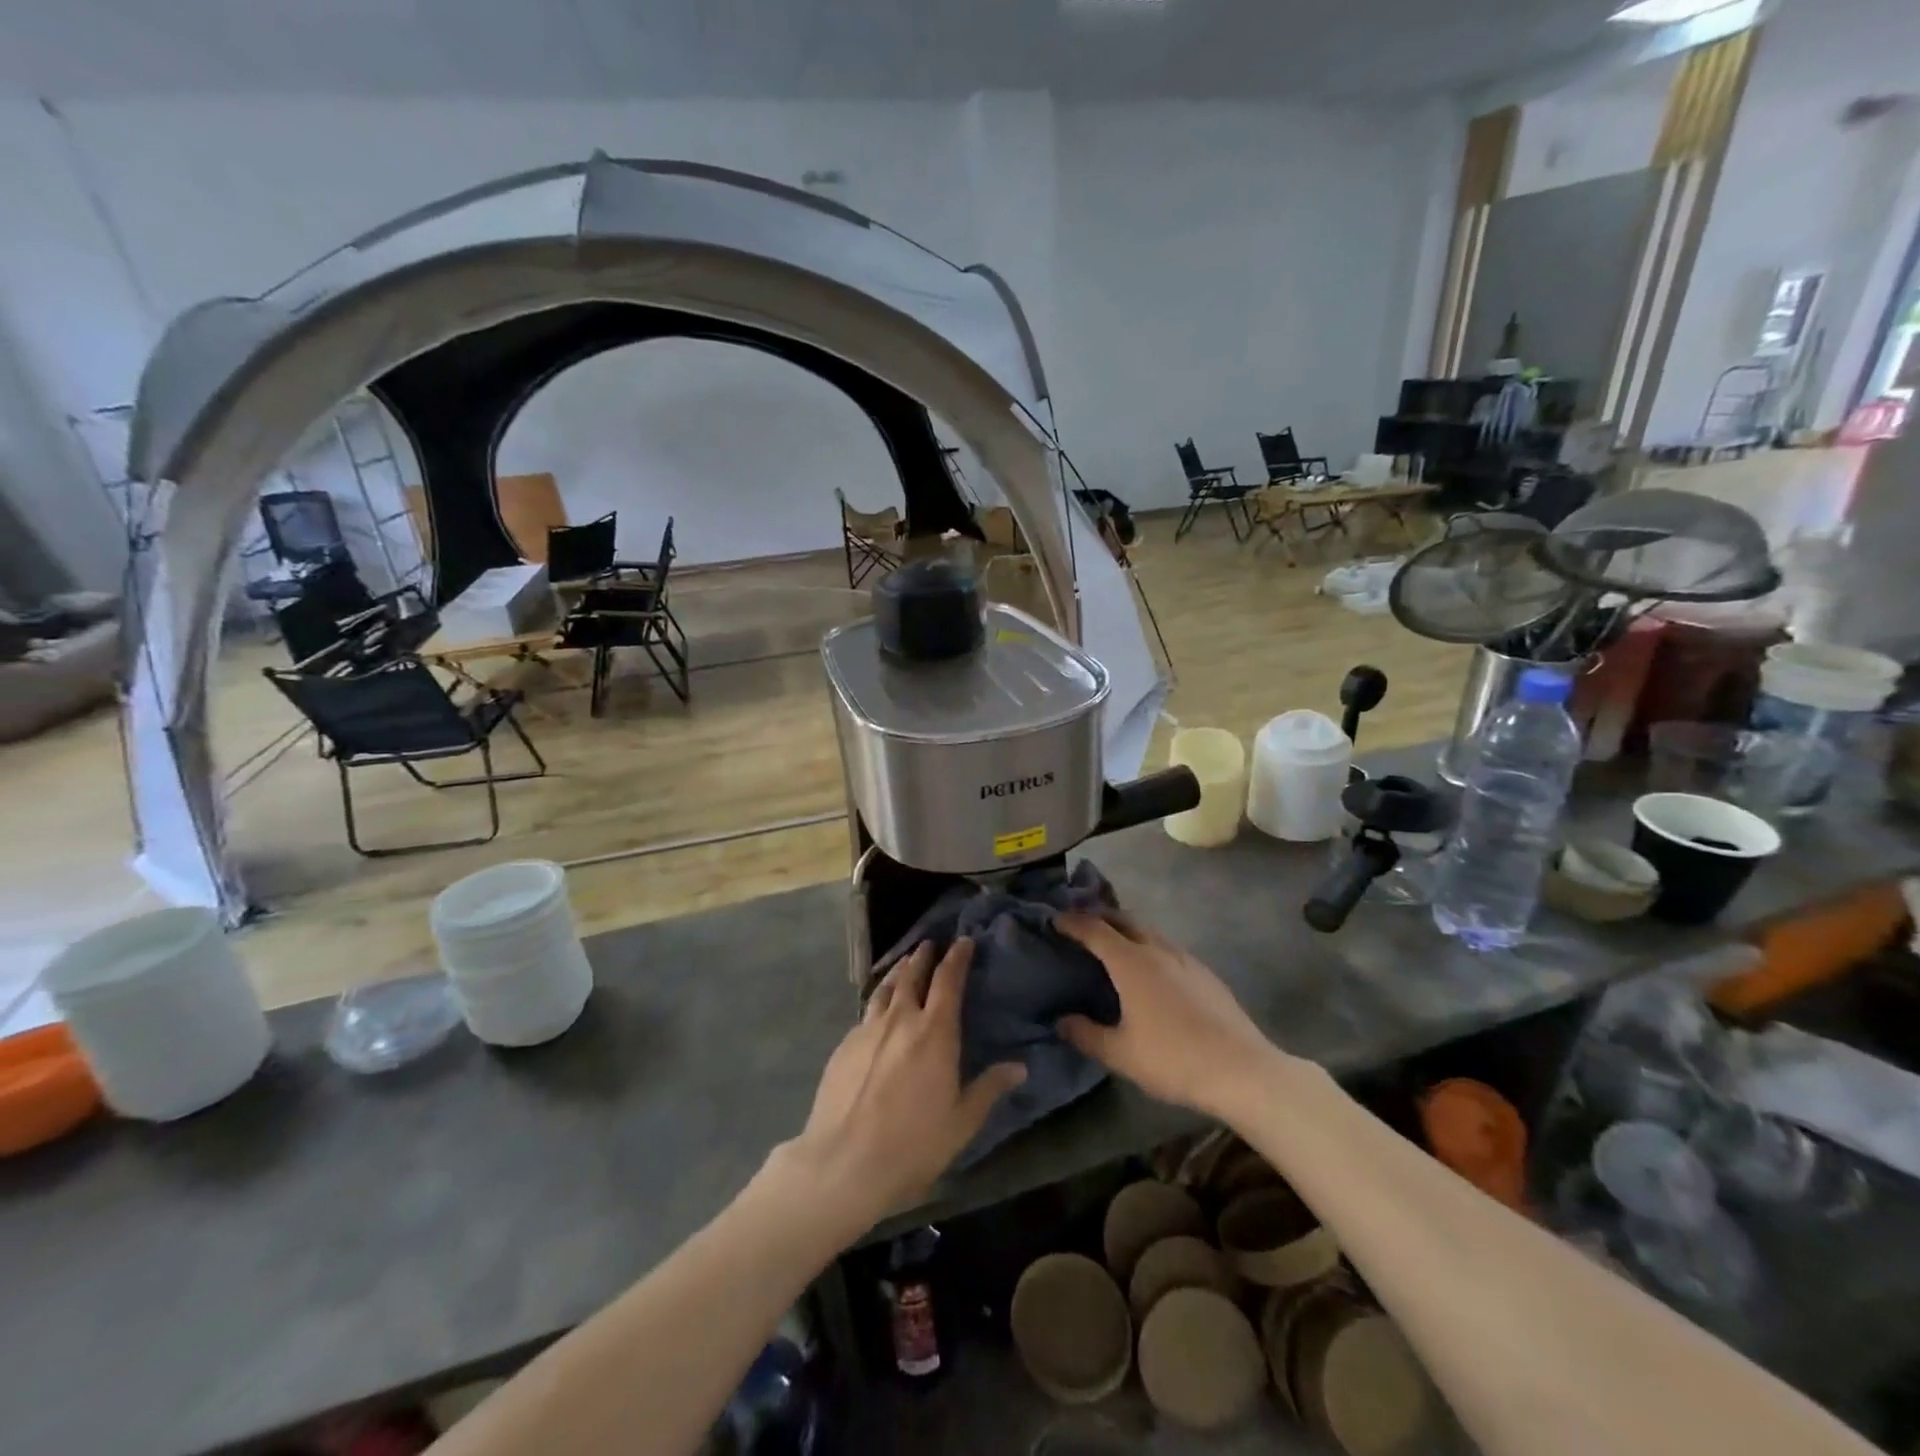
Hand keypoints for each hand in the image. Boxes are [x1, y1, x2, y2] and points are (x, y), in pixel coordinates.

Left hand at [784, 939, 1024, 1230]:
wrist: (844, 1162)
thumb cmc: (913, 1144)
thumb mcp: (962, 1122)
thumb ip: (989, 1089)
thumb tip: (1020, 1067)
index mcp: (934, 1031)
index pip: (948, 980)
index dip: (957, 957)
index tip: (964, 941)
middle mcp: (900, 1019)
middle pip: (912, 975)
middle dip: (923, 956)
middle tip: (930, 944)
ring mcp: (867, 1029)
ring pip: (885, 988)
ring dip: (898, 972)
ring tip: (905, 964)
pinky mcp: (843, 1045)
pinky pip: (866, 1012)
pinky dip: (878, 1001)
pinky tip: (877, 1011)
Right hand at [1054, 913, 1278, 1118]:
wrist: (1241, 1070)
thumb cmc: (1173, 1059)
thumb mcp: (1120, 1054)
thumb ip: (1086, 1034)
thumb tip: (1061, 1021)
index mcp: (1131, 963)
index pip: (1094, 930)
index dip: (1072, 923)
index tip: (1055, 920)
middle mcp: (1157, 950)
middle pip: (1124, 919)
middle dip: (1099, 916)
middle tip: (1081, 925)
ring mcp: (1186, 959)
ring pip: (1149, 930)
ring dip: (1126, 929)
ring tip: (1113, 944)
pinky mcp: (1205, 973)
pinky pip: (1168, 947)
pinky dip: (1149, 945)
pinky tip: (1151, 970)